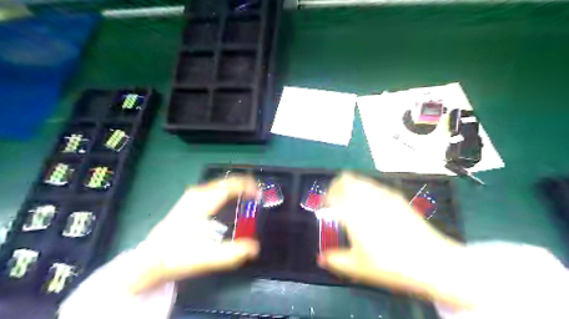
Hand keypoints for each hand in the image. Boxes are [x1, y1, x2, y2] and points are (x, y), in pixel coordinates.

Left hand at [130, 177, 258, 293]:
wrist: (149, 260)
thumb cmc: (176, 256)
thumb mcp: (204, 258)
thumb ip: (231, 253)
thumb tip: (255, 247)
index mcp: (202, 202)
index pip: (230, 185)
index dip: (248, 187)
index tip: (260, 196)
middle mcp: (198, 193)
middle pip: (227, 181)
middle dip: (245, 185)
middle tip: (259, 196)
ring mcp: (193, 195)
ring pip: (221, 183)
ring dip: (237, 187)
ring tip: (250, 196)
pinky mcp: (191, 200)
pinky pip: (215, 188)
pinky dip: (229, 190)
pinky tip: (233, 199)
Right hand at [319, 173, 470, 309]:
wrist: (431, 260)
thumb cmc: (390, 265)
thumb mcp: (358, 267)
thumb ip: (335, 260)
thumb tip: (321, 258)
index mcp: (352, 212)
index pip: (331, 195)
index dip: (323, 198)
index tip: (322, 206)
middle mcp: (366, 197)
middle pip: (345, 179)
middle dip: (336, 186)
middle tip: (334, 199)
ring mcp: (383, 194)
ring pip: (360, 179)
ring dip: (350, 186)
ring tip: (351, 200)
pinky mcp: (396, 196)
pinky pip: (374, 185)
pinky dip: (365, 189)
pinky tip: (370, 204)